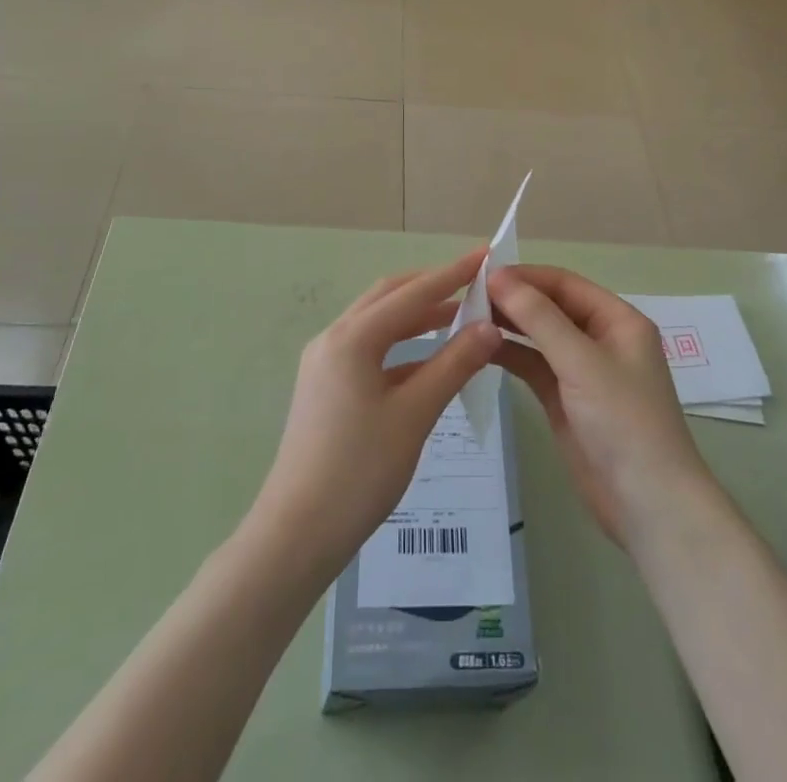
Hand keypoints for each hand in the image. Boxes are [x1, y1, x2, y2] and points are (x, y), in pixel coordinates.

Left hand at [249, 251, 502, 579]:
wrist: (296, 533)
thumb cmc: (359, 471)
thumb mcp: (414, 415)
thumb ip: (454, 365)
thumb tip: (490, 327)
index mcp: (353, 338)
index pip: (412, 293)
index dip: (452, 274)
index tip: (485, 254)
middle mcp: (334, 338)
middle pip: (389, 297)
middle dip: (432, 287)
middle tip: (473, 282)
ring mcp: (325, 362)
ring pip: (378, 323)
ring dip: (417, 316)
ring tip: (459, 315)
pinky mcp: (325, 386)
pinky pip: (370, 349)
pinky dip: (402, 346)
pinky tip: (428, 360)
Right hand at [488, 265, 713, 547]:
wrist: (648, 506)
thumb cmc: (624, 422)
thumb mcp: (581, 362)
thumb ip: (539, 318)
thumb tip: (498, 278)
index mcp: (618, 320)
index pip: (565, 284)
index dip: (525, 276)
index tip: (482, 275)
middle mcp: (601, 339)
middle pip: (551, 307)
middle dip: (514, 300)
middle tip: (467, 297)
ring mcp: (582, 371)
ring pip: (539, 336)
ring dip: (508, 326)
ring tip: (466, 318)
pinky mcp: (566, 400)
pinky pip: (534, 366)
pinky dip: (510, 356)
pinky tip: (481, 348)